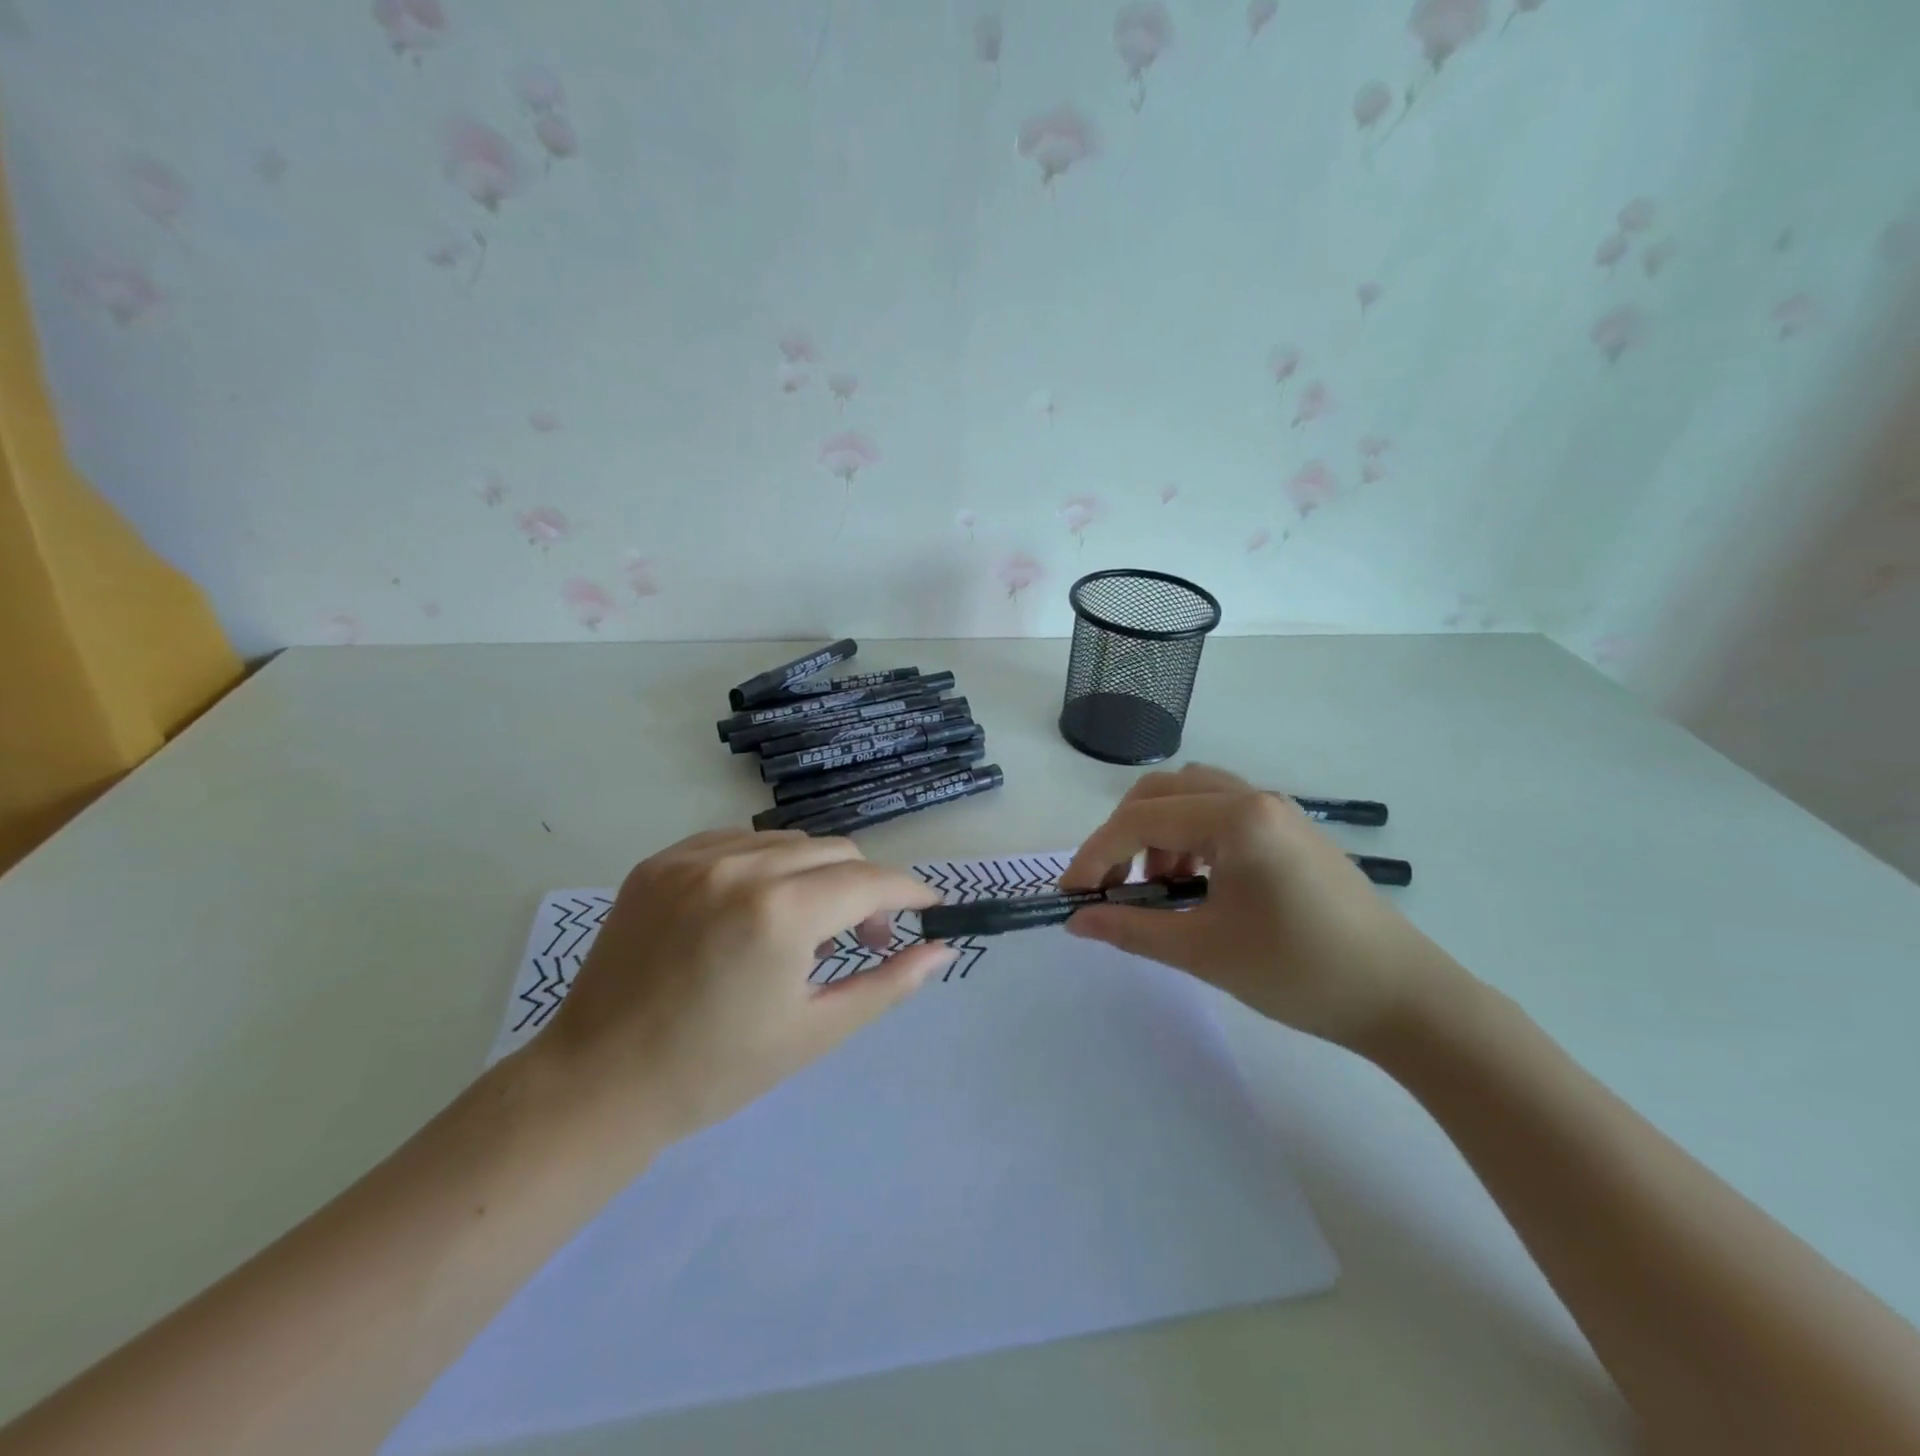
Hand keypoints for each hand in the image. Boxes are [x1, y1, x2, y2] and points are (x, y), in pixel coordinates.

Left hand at [542, 829, 951, 1146]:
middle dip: (864, 887)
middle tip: (864, 937)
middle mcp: (741, 866)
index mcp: (781, 912)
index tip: (928, 908)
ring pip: (788, 841)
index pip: (870, 881)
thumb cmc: (716, 1070)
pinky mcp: (661, 861)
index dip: (908, 893)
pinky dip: (765, 865)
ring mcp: (695, 857)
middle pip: (835, 852)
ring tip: (804, 925)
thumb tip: (943, 949)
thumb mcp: (815, 1031)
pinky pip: (738, 842)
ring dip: (815, 874)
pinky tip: (756, 906)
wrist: (599, 1083)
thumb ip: (887, 984)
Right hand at [1060, 764, 1454, 1048]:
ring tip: (1157, 888)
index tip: (1071, 894)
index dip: (1096, 854)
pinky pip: (1220, 813)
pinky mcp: (1289, 830)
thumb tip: (1075, 920)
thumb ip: (1131, 928)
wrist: (1404, 999)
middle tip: (1110, 883)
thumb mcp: (1204, 952)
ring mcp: (1276, 811)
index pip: (1142, 820)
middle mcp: (1254, 798)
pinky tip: (1196, 885)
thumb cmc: (1300, 972)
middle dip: (1123, 834)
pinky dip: (1190, 838)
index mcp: (1236, 818)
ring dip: (1158, 832)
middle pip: (1162, 791)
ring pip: (1191, 797)